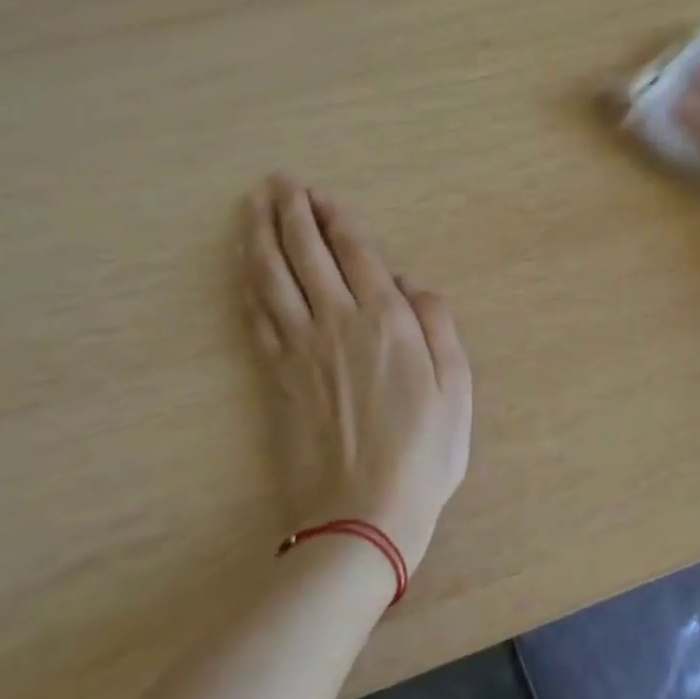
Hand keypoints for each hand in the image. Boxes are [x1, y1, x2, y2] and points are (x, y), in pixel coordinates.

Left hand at [241, 175, 472, 574]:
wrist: (360, 518)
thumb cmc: (422, 454)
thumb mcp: (456, 388)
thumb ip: (438, 325)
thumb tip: (410, 282)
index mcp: (385, 320)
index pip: (355, 251)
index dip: (335, 218)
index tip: (319, 194)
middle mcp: (337, 321)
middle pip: (306, 252)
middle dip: (290, 211)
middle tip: (278, 181)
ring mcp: (299, 347)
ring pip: (272, 276)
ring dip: (260, 234)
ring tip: (252, 205)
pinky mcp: (273, 375)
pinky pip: (256, 314)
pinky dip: (247, 280)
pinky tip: (243, 262)